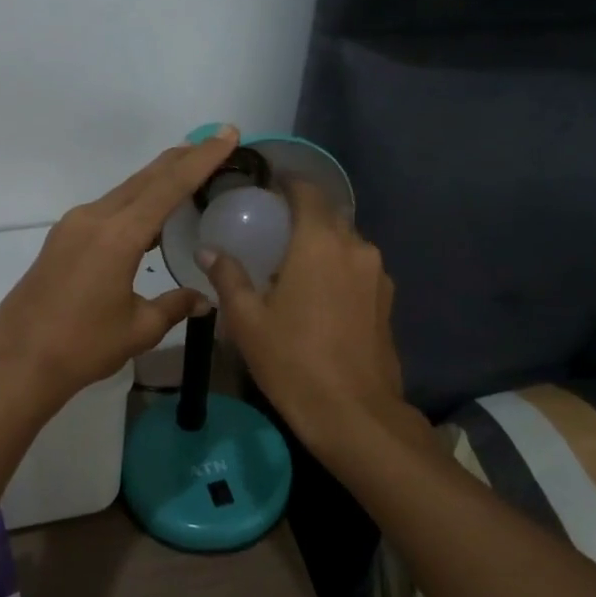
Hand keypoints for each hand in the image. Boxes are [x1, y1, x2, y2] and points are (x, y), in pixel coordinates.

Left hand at [0, 128, 236, 405]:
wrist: (18, 360)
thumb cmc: (82, 347)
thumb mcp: (138, 329)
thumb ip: (174, 306)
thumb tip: (204, 299)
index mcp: (118, 236)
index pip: (169, 187)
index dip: (201, 159)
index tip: (226, 134)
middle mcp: (94, 219)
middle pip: (145, 179)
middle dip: (181, 159)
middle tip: (213, 143)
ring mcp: (73, 226)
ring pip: (124, 192)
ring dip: (156, 180)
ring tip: (188, 172)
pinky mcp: (62, 239)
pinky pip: (107, 209)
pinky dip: (134, 203)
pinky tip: (149, 216)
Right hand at [197, 178, 416, 455]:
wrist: (353, 413)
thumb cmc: (292, 360)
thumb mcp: (247, 320)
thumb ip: (228, 278)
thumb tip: (209, 252)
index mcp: (320, 243)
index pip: (307, 192)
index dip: (288, 183)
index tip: (267, 186)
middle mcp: (355, 248)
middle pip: (329, 215)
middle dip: (303, 215)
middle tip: (271, 229)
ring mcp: (377, 274)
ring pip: (346, 243)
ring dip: (321, 244)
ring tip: (292, 263)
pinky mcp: (386, 300)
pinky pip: (358, 268)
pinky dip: (337, 267)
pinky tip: (317, 293)